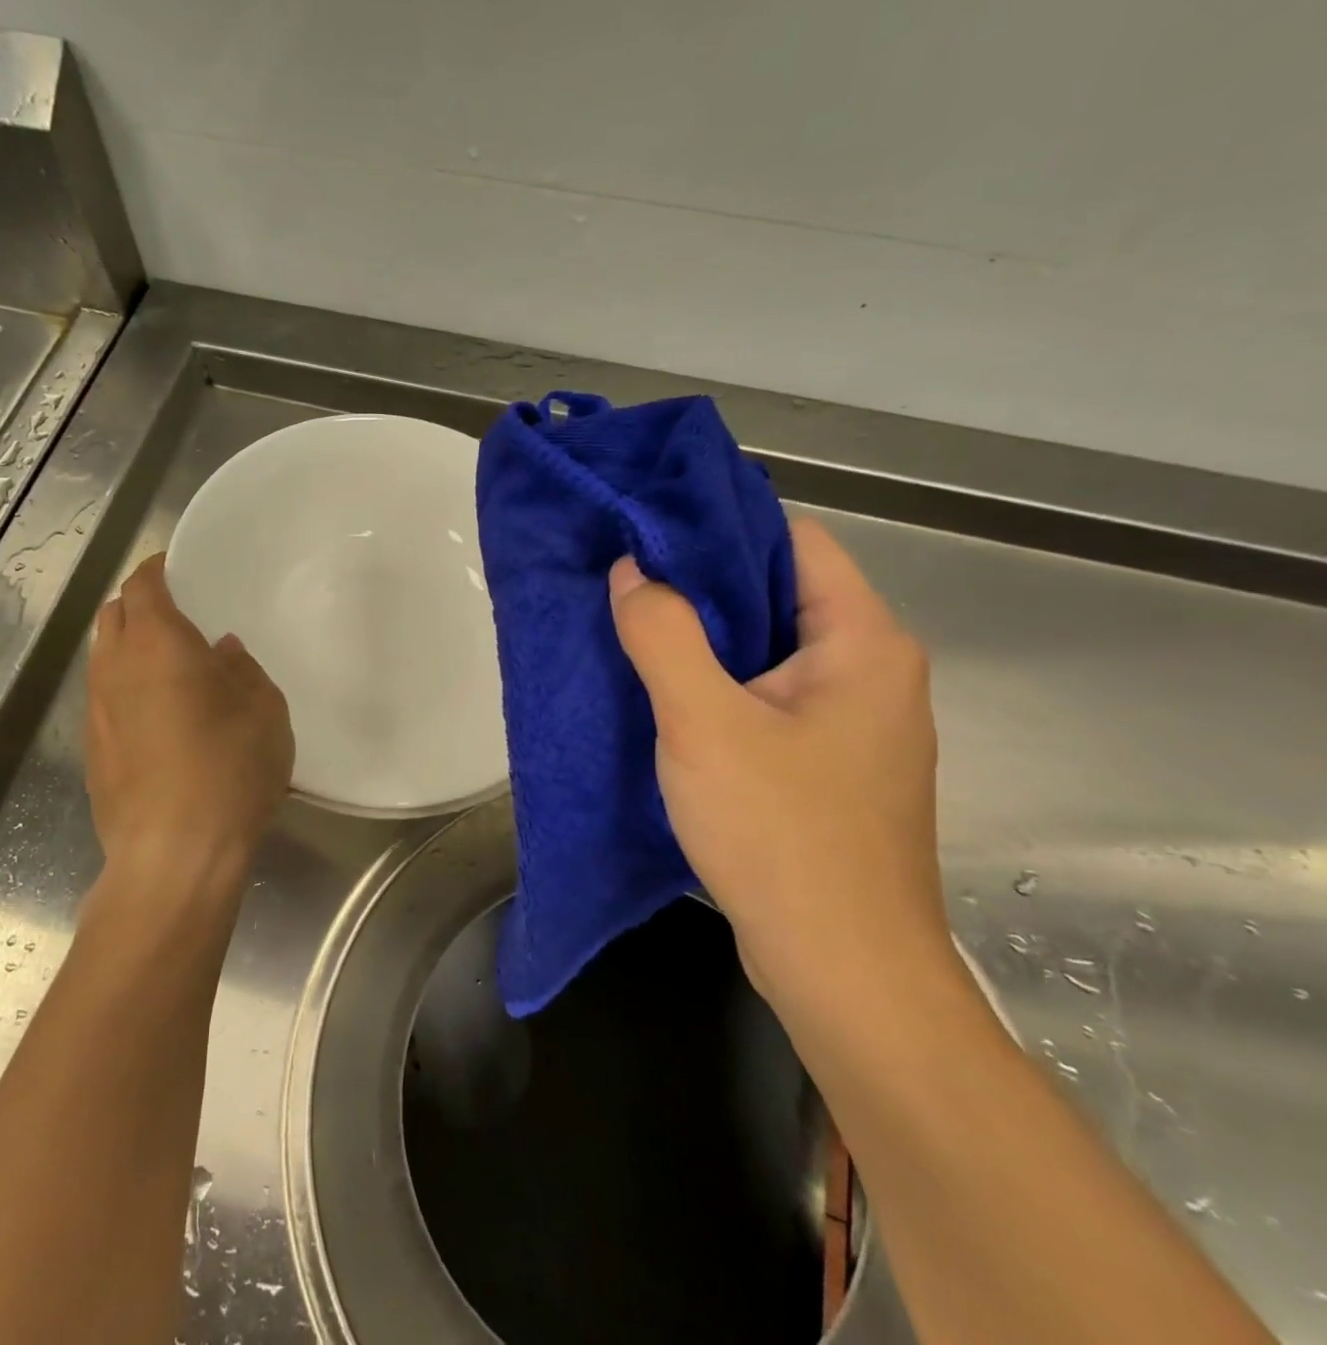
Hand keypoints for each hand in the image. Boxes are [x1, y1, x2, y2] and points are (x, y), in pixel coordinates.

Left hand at [85, 554, 293, 901]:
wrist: (174, 853)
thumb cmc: (230, 770)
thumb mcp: (264, 712)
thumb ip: (242, 670)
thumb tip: (221, 652)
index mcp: (158, 644)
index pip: (143, 585)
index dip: (156, 569)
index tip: (176, 567)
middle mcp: (116, 668)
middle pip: (113, 615)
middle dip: (138, 604)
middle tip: (176, 614)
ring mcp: (96, 711)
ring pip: (103, 657)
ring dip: (129, 648)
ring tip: (168, 665)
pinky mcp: (92, 751)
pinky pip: (105, 698)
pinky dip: (125, 688)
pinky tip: (157, 716)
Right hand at [608, 517, 952, 1013]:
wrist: (843, 970)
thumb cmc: (781, 834)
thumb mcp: (703, 723)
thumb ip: (663, 634)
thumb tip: (632, 569)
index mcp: (864, 642)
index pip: (794, 542)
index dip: (719, 528)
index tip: (647, 533)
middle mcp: (873, 671)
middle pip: (781, 594)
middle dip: (702, 585)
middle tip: (626, 584)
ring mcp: (855, 722)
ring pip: (771, 650)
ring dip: (707, 640)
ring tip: (635, 632)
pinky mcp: (831, 764)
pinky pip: (770, 697)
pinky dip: (721, 686)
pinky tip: (670, 698)